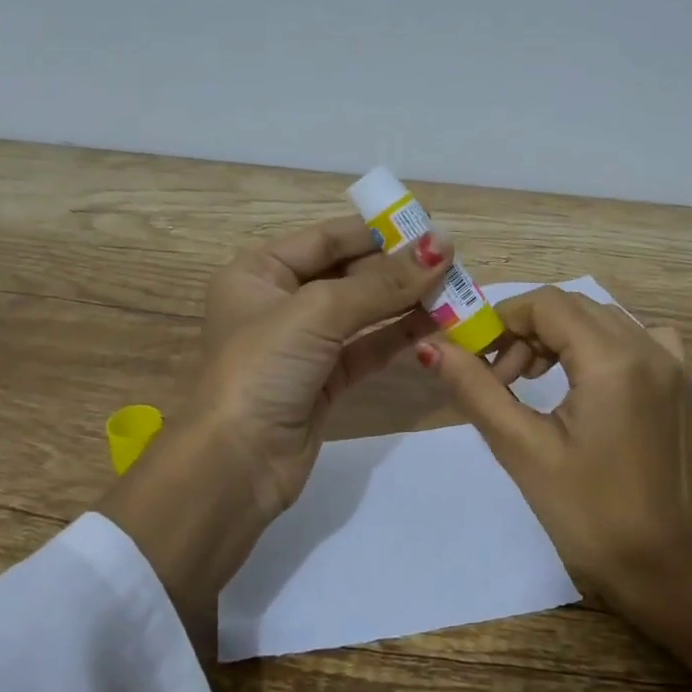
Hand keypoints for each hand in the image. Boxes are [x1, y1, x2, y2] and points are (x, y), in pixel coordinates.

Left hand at [107, 217, 453, 639]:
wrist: (236, 465)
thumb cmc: (263, 368)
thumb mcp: (318, 312)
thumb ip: (382, 282)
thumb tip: (441, 246)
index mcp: (259, 272)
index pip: (326, 239)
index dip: (376, 232)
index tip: (428, 226)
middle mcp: (279, 302)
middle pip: (349, 274)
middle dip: (397, 269)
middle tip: (452, 262)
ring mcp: (304, 344)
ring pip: (363, 312)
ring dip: (405, 302)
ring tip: (455, 290)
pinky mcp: (325, 381)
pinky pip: (368, 347)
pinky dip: (399, 335)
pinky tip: (436, 324)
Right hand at [421, 287, 691, 671]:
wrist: (660, 565)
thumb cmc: (585, 512)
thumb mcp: (521, 449)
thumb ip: (476, 389)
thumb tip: (431, 346)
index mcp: (613, 361)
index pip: (546, 304)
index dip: (503, 320)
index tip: (479, 357)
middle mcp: (650, 348)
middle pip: (574, 307)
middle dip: (528, 331)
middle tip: (504, 379)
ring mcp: (673, 365)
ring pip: (604, 320)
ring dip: (563, 337)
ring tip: (538, 383)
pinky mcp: (682, 385)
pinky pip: (640, 339)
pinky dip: (605, 345)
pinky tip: (592, 381)